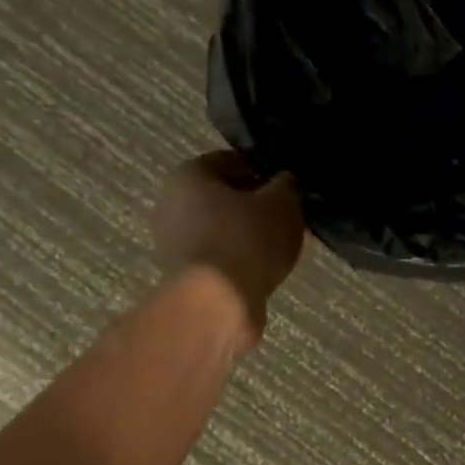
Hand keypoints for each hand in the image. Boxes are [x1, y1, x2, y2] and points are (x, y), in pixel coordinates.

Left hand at [151, 152, 305, 340]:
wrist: (217, 304)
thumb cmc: (246, 240)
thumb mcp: (282, 203)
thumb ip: (288, 185)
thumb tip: (287, 181)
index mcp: (189, 176)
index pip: (232, 160)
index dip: (264, 169)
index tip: (290, 184)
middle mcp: (173, 205)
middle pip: (226, 197)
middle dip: (259, 205)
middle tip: (291, 215)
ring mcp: (177, 244)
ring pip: (226, 229)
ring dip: (254, 234)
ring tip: (287, 244)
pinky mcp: (188, 276)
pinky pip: (224, 256)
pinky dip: (245, 259)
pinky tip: (271, 267)